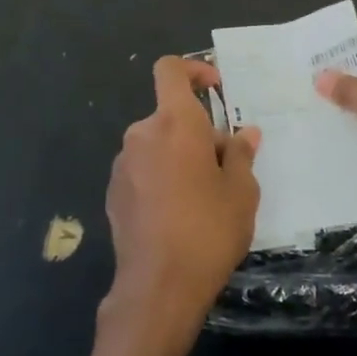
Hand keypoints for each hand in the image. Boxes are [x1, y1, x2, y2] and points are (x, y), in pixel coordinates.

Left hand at [103, 56, 259, 353]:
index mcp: (175, 123)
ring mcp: (122, 165)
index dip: (194, 69)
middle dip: (198, 132)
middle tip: (226, 167)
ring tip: (204, 196)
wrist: (158, 286)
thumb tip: (243, 134)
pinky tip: (177, 214)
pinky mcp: (113, 193)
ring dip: (179, 157)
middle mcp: (142, 134)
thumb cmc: (209, 230)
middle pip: (170, 116)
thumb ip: (240, 154)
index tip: (216, 89)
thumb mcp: (241, 191)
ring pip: (157, 145)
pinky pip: (142, 170)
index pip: (171, 70)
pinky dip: (161, 177)